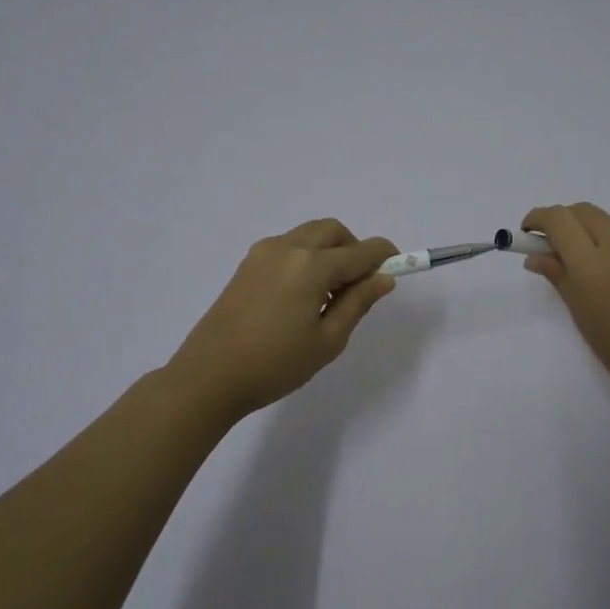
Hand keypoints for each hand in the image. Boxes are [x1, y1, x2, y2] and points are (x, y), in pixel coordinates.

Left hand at [165, 219, 398, 421]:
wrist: (208, 376)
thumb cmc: (275, 364)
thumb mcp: (328, 340)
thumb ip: (358, 303)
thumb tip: (384, 278)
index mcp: (311, 266)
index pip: (361, 251)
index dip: (385, 256)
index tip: (400, 266)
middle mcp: (288, 248)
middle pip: (333, 231)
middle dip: (354, 249)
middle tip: (360, 284)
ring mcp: (262, 253)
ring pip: (308, 236)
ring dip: (329, 252)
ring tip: (329, 295)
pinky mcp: (247, 265)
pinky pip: (288, 247)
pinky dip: (306, 258)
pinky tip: (302, 296)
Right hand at [522, 203, 609, 411]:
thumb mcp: (583, 317)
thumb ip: (559, 278)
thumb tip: (536, 256)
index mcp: (593, 264)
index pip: (559, 220)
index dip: (538, 219)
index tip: (526, 233)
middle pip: (584, 211)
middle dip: (562, 220)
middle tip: (550, 246)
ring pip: (608, 220)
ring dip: (587, 228)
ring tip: (580, 260)